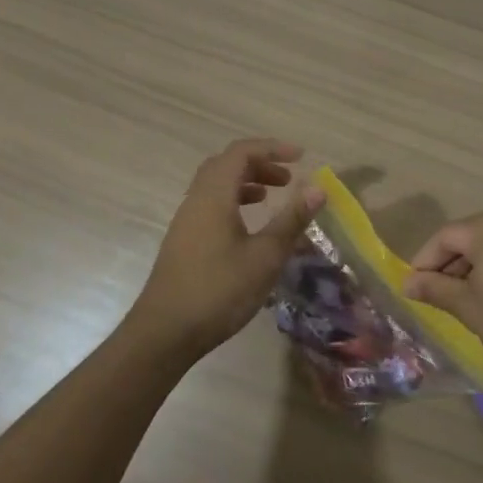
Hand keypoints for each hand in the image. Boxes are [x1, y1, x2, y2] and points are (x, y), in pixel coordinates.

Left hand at [128, 138, 324, 358]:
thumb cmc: (219, 291)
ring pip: (216, 185)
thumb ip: (291, 220)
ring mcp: (186, 221)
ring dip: (246, 183)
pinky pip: (210, 205)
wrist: (165, 333)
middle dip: (259, 164)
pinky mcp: (183, 241)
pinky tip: (249, 228)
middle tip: (288, 179)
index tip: (301, 157)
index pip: (241, 153)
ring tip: (271, 197)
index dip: (272, 148)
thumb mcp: (265, 256)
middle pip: (226, 164)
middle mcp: (196, 200)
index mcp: (213, 196)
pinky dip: (233, 202)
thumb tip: (318, 188)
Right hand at [402, 209, 482, 371]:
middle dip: (450, 266)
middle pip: (470, 237)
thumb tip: (408, 282)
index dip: (424, 262)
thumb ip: (437, 290)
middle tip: (438, 296)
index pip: (444, 237)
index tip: (414, 288)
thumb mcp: (470, 307)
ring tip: (467, 301)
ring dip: (476, 269)